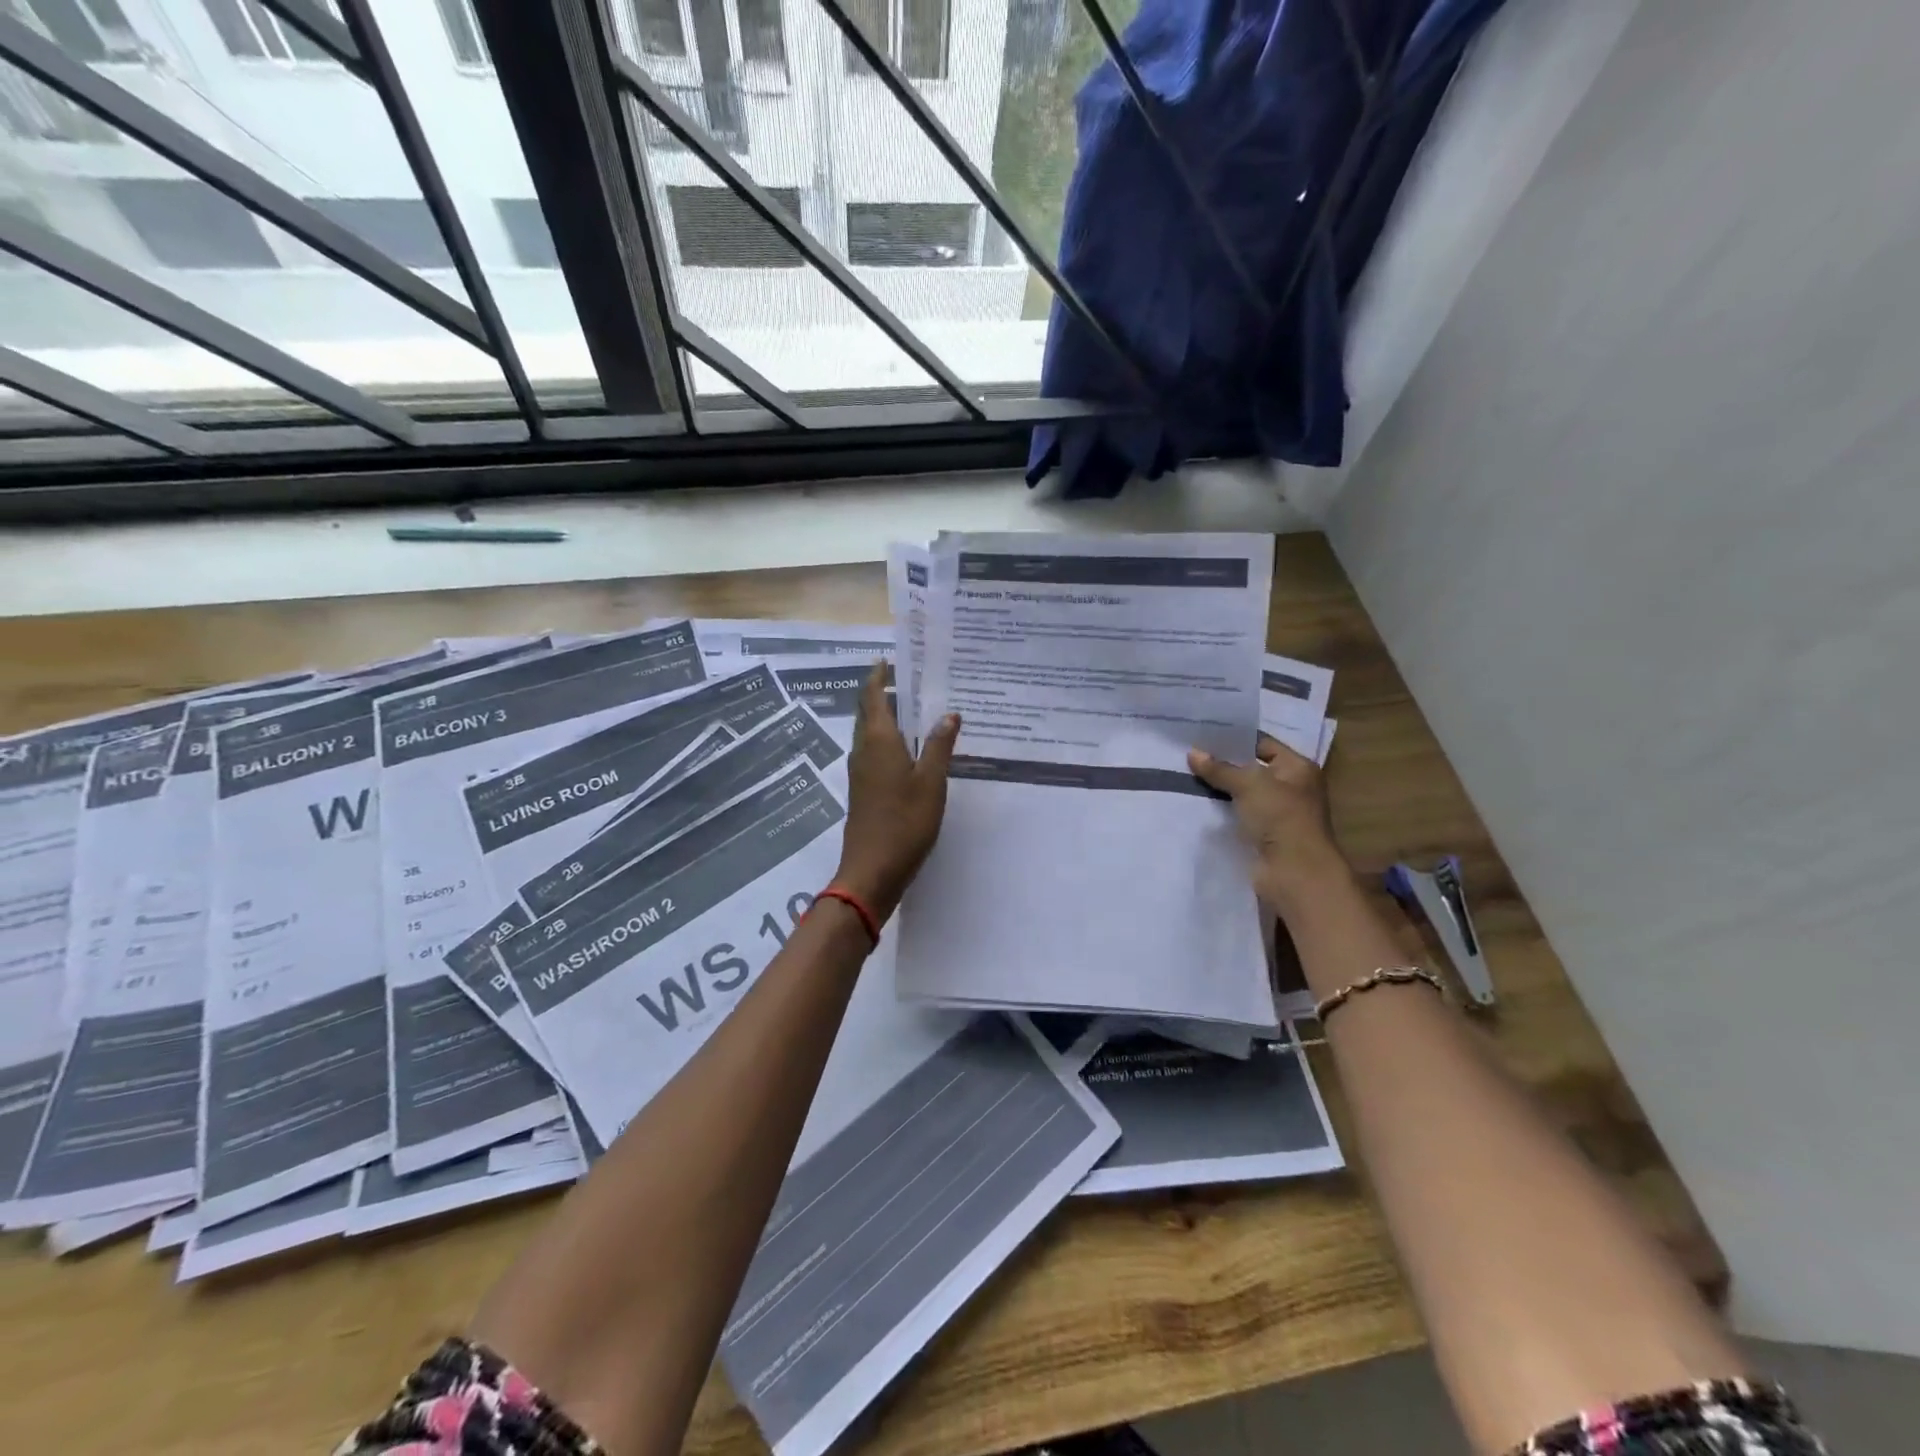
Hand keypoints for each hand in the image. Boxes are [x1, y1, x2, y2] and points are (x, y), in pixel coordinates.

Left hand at [833, 663, 959, 922]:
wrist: (872, 870)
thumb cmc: (905, 822)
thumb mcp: (931, 782)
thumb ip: (940, 746)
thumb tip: (949, 713)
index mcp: (878, 740)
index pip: (873, 696)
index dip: (879, 676)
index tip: (889, 660)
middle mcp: (863, 750)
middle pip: (869, 713)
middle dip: (885, 694)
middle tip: (911, 680)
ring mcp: (861, 772)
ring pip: (871, 734)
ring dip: (888, 718)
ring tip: (917, 710)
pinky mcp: (864, 790)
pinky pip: (875, 753)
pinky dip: (890, 741)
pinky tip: (911, 750)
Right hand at [1188, 734, 1348, 911]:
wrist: (1294, 872)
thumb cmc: (1280, 817)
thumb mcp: (1249, 784)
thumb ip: (1220, 768)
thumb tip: (1193, 753)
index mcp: (1298, 768)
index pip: (1263, 745)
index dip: (1235, 740)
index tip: (1203, 736)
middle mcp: (1291, 788)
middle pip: (1252, 770)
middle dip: (1223, 765)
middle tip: (1189, 755)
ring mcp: (1278, 814)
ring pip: (1243, 795)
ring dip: (1220, 790)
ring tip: (1186, 777)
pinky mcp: (1264, 836)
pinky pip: (1238, 817)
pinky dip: (1221, 812)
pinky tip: (1196, 804)